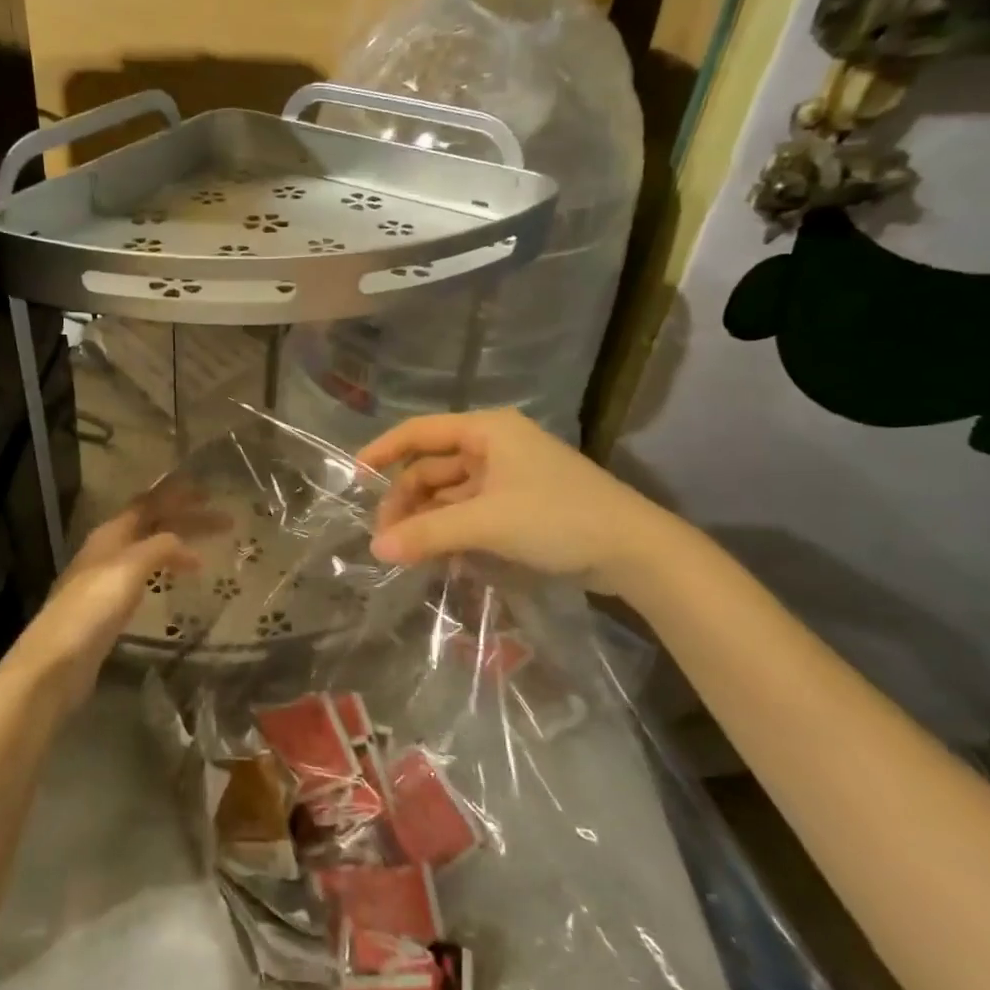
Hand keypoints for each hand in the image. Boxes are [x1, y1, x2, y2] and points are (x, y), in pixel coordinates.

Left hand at [0, 495, 201, 712]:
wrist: (56, 663)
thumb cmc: (92, 608)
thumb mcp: (129, 568)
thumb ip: (160, 547)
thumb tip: (187, 546)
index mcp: (110, 534)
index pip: (148, 503)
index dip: (177, 495)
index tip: (209, 492)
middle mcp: (107, 550)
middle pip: (151, 525)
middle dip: (186, 519)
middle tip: (224, 522)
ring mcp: (106, 579)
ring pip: (149, 550)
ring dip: (177, 545)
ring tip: (206, 552)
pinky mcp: (108, 608)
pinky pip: (144, 576)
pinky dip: (166, 570)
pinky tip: (176, 583)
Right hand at [357, 409, 685, 595]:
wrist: (635, 552)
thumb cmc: (557, 518)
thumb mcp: (486, 523)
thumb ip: (427, 534)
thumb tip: (375, 549)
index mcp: (487, 431)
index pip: (420, 432)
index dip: (383, 451)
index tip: (354, 477)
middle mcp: (494, 447)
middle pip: (432, 468)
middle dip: (406, 501)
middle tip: (385, 539)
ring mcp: (508, 478)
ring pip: (450, 495)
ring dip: (427, 521)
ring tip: (408, 555)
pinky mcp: (520, 507)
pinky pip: (470, 514)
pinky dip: (452, 532)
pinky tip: (440, 558)